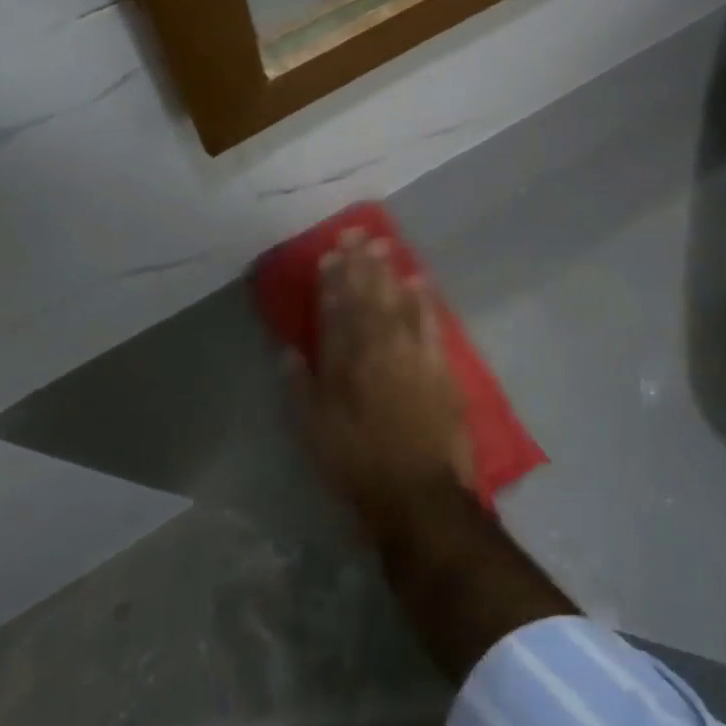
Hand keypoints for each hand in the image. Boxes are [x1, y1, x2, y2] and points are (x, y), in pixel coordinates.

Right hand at [307, 230, 473, 520]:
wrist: (418, 492)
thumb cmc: (358, 464)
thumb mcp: (313, 432)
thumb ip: (299, 388)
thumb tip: (287, 351)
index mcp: (343, 364)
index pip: (335, 312)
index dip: (331, 282)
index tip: (329, 255)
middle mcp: (376, 349)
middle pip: (366, 299)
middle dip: (359, 265)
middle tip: (356, 234)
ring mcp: (411, 355)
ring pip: (396, 303)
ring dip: (388, 273)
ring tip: (382, 245)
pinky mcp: (439, 366)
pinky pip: (430, 323)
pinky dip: (423, 300)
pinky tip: (418, 280)